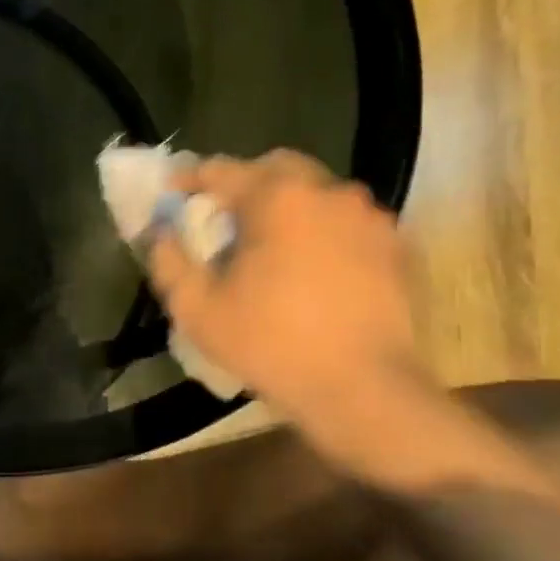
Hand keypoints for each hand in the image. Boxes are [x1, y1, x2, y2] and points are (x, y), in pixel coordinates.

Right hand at [147, 151, 432, 446]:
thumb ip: (170, 261)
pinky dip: (324, 232)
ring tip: (271, 247)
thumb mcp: (198, 309)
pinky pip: (347, 223)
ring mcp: (369, 217)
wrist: (365, 391)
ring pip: (316, 193)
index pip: (220, 169)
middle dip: (244, 185)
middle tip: (225, 220)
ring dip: (288, 208)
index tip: (171, 197)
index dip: (188, 180)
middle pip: (275, 169)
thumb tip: (162, 233)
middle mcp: (327, 192)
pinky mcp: (397, 247)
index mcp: (277, 197)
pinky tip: (313, 269)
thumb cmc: (273, 344)